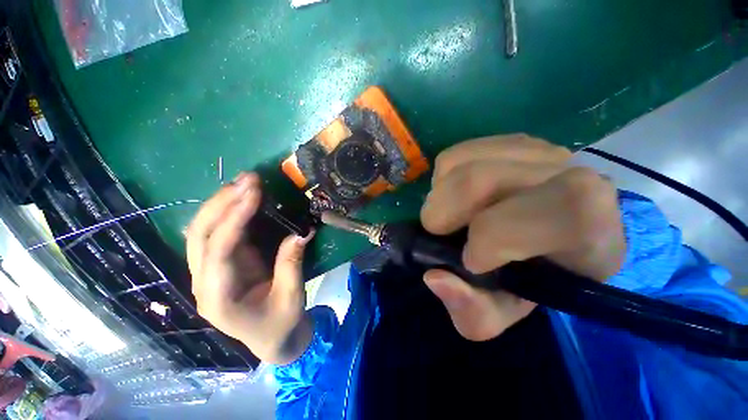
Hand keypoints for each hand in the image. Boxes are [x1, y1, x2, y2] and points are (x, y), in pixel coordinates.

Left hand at [186, 172, 314, 364]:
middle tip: (248, 180)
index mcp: (219, 298)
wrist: (273, 339)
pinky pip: (215, 234)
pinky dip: (226, 213)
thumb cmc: (281, 324)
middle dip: (222, 203)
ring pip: (201, 232)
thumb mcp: (291, 297)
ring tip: (243, 183)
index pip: (219, 250)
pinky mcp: (219, 265)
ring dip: (221, 204)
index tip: (254, 192)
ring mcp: (208, 273)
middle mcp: (204, 283)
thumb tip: (299, 232)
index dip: (235, 218)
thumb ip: (291, 264)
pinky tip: (240, 199)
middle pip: (199, 236)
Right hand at [420, 134, 624, 340]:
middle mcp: (572, 176)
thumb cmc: (528, 281)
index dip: (495, 237)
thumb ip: (472, 311)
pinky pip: (456, 155)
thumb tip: (435, 278)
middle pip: (480, 179)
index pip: (556, 211)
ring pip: (461, 165)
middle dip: (444, 212)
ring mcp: (537, 152)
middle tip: (442, 233)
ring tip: (453, 215)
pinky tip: (458, 196)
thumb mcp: (500, 313)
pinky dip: (443, 179)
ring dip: (440, 196)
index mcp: (590, 231)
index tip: (471, 261)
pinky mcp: (505, 142)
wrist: (546, 243)